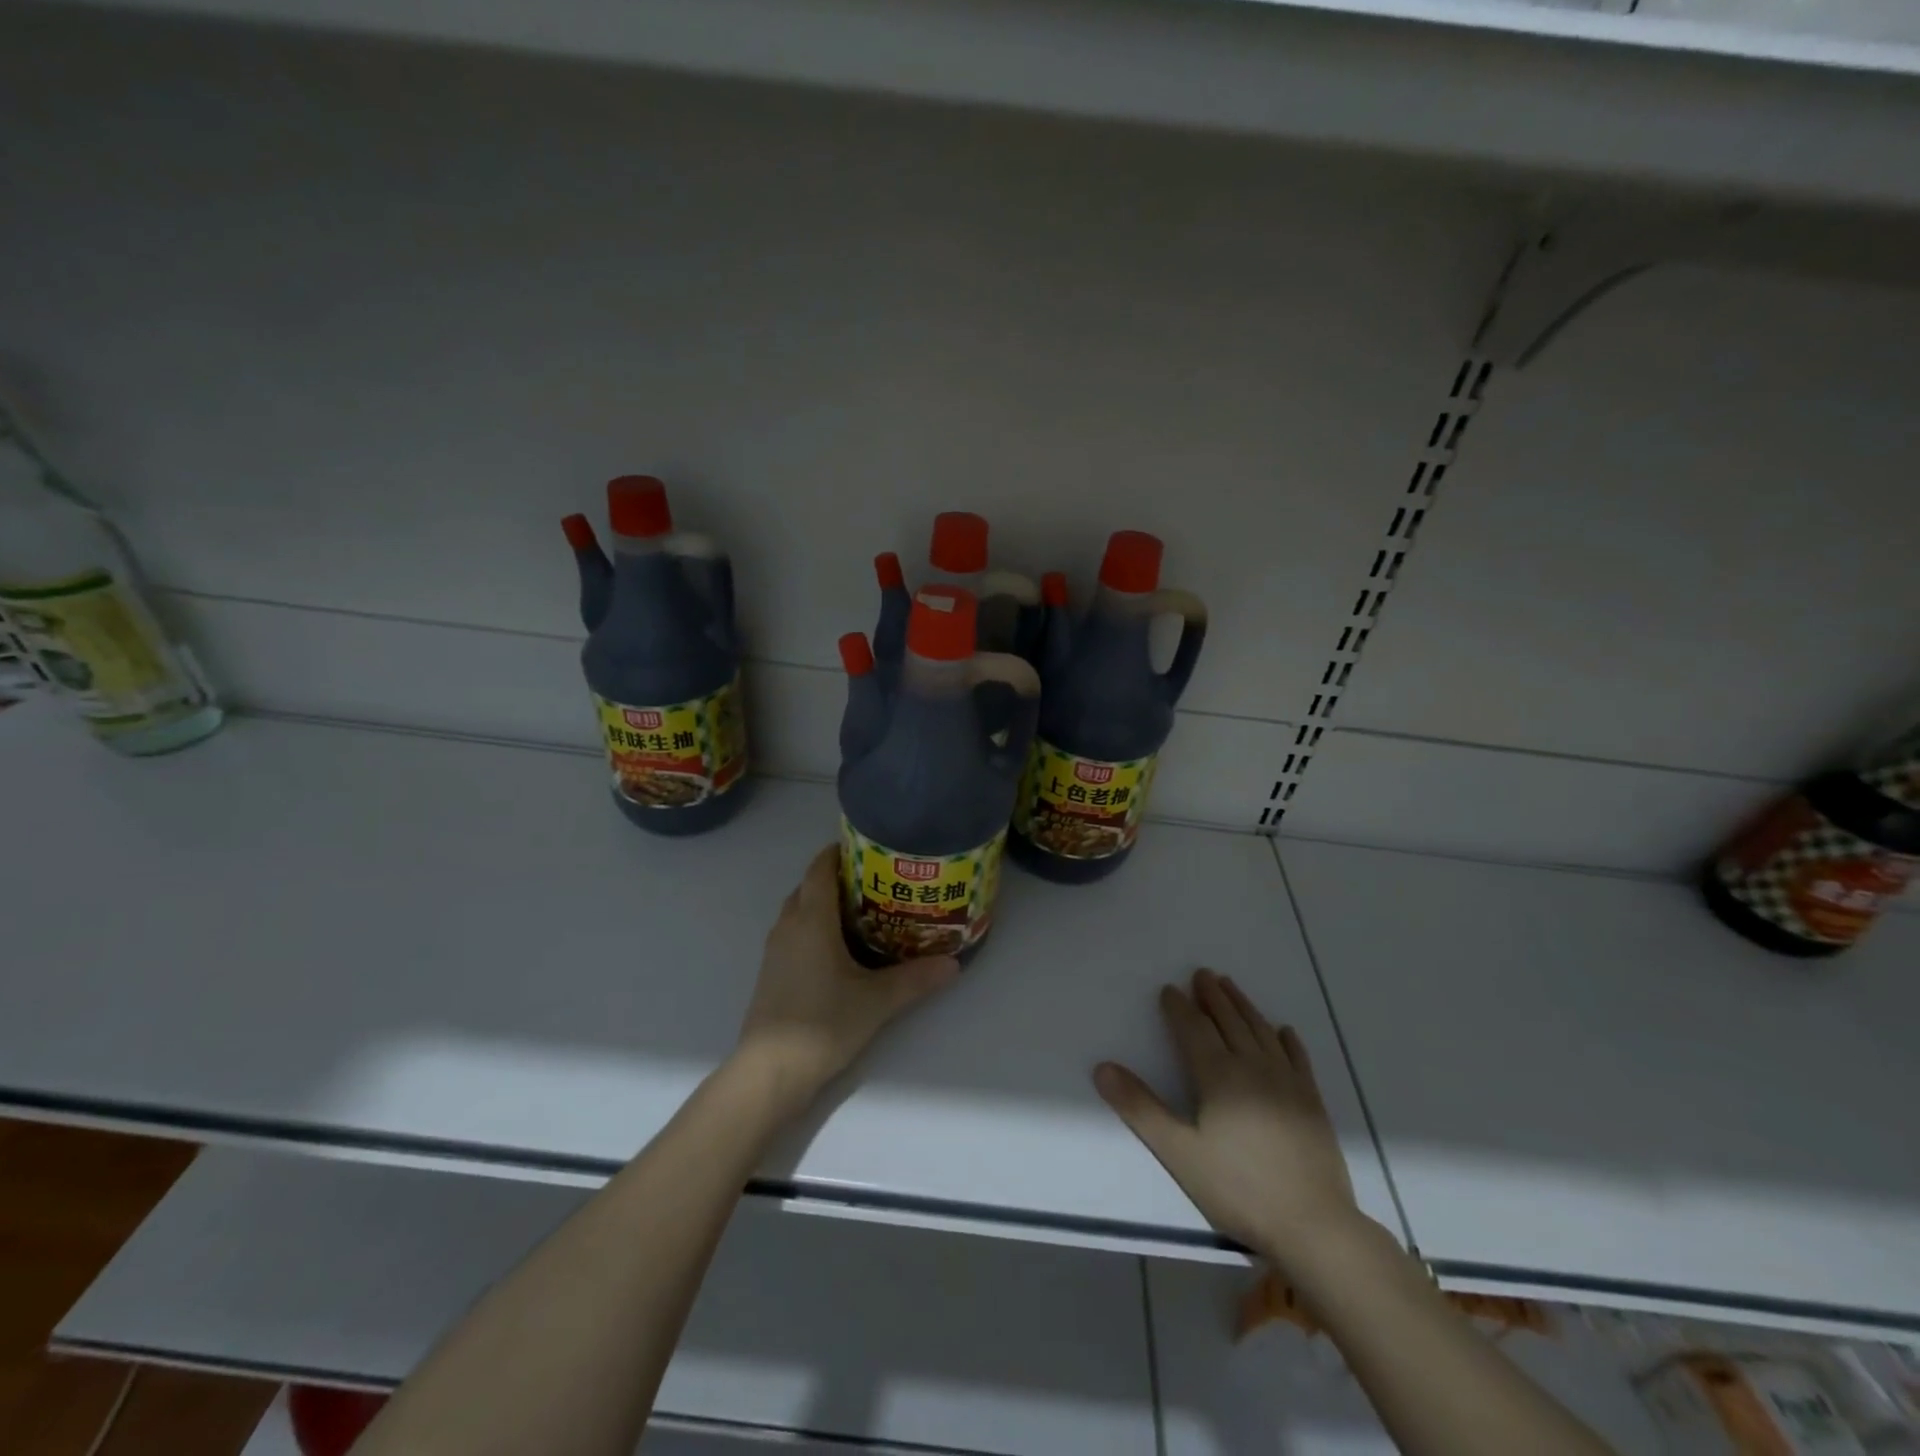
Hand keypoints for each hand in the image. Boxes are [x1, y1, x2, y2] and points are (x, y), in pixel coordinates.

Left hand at [733, 844, 959, 1119]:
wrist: (769, 1073)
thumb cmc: (823, 1024)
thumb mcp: (877, 1001)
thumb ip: (915, 978)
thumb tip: (953, 963)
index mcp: (811, 920)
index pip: (819, 869)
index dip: (839, 852)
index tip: (868, 847)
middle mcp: (788, 926)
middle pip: (809, 886)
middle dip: (837, 877)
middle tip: (876, 880)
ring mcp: (776, 950)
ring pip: (799, 910)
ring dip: (824, 903)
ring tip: (864, 910)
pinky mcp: (772, 972)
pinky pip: (794, 933)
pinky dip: (815, 927)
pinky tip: (841, 948)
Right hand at [1095, 968, 1360, 1267]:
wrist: (1314, 1226)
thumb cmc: (1239, 1189)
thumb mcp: (1179, 1152)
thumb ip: (1140, 1108)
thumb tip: (1102, 1068)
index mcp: (1219, 1075)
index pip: (1193, 1029)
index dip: (1179, 1007)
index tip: (1169, 989)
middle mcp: (1253, 1067)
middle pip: (1229, 1021)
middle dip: (1213, 996)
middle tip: (1202, 973)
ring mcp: (1287, 1083)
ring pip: (1261, 1031)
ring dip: (1243, 1006)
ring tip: (1231, 986)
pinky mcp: (1312, 1102)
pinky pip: (1297, 1058)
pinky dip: (1286, 1039)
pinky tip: (1283, 1031)